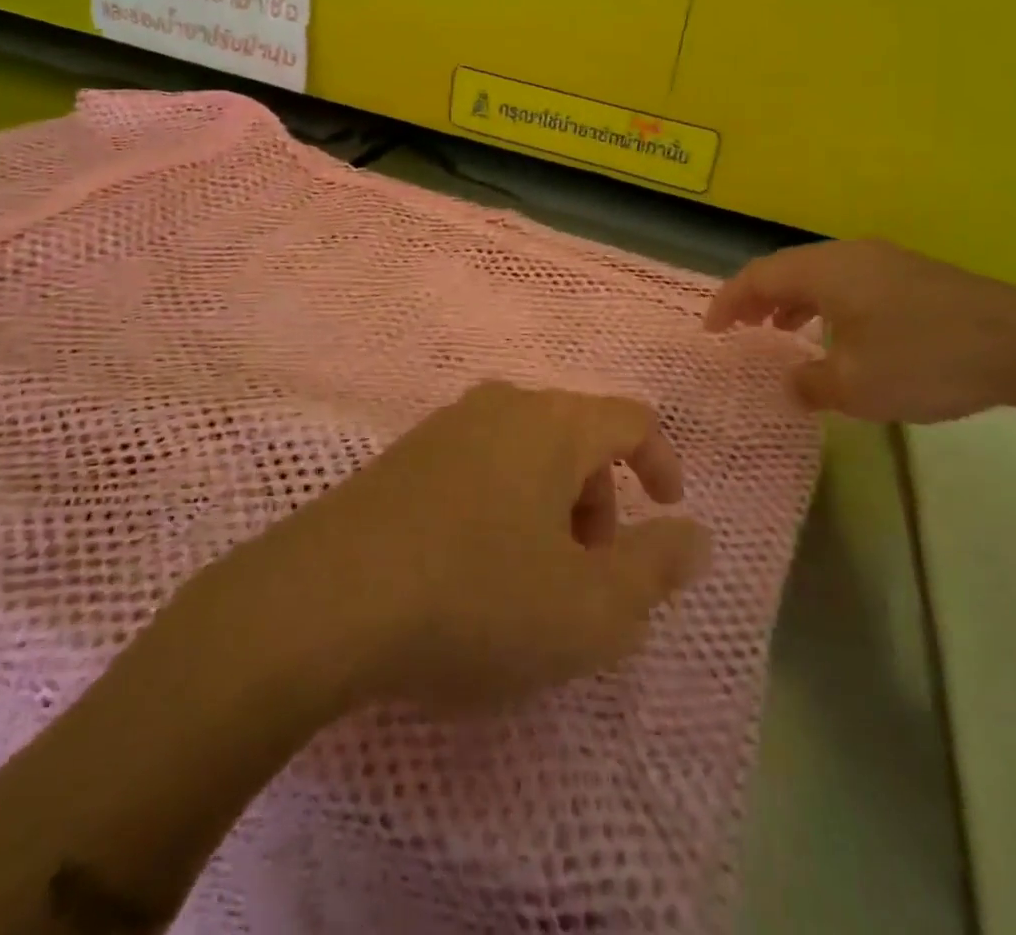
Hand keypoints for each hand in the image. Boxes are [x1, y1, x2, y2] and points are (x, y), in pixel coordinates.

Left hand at [251, 382, 711, 713]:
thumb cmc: (476, 599)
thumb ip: (656, 569)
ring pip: (524, 453)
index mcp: (554, 424)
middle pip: (576, 436)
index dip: (660, 462)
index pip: (631, 419)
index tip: (665, 511)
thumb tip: (694, 535)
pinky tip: (471, 570)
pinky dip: (500, 507)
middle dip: (599, 499)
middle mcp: (501, 407)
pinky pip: (476, 468)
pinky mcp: (399, 459)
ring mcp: (443, 428)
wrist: (320, 603)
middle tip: (589, 569)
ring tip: (532, 579)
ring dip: (549, 506)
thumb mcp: (590, 608)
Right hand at [705, 239, 1015, 424]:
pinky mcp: (913, 275)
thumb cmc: (925, 360)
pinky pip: (849, 282)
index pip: (757, 276)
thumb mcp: (856, 386)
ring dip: (792, 301)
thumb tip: (791, 382)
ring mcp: (885, 261)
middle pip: (786, 268)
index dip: (728, 303)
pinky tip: (839, 336)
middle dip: (757, 299)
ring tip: (781, 332)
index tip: (711, 332)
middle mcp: (849, 254)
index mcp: (825, 270)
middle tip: (740, 331)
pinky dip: (826, 304)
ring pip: (819, 274)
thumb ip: (810, 384)